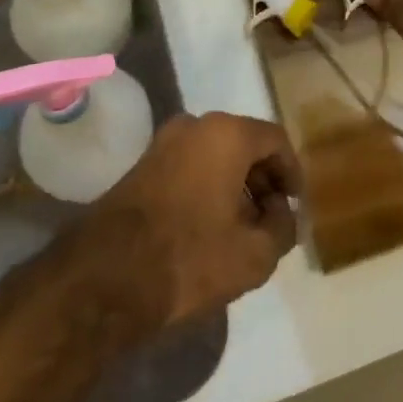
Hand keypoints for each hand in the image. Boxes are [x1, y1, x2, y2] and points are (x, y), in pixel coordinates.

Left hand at [84, 112, 302, 329]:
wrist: (106, 277)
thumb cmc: (189, 257)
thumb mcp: (254, 255)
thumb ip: (282, 229)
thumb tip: (283, 214)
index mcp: (227, 133)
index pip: (276, 140)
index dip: (292, 173)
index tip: (296, 206)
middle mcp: (196, 125)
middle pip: (245, 144)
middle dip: (263, 180)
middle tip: (273, 219)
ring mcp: (164, 142)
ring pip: (216, 155)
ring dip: (236, 185)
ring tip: (243, 228)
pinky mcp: (143, 165)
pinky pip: (190, 166)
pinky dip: (208, 187)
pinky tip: (210, 227)